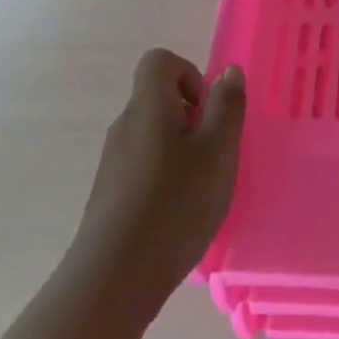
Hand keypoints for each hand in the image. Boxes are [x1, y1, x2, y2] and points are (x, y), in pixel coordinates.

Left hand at [69, 49, 245, 318]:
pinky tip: (180, 213)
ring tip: (201, 188)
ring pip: (153, 135)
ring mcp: (114, 161)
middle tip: (215, 153)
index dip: (190, 74)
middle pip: (158, 99)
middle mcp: (125, 126)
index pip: (160, 61)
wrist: (113, 277)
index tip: (208, 111)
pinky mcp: (110, 193)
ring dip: (182, 149)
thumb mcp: (217, 151)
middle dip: (193, 117)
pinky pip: (144, 166)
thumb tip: (228, 71)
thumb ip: (227, 107)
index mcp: (148, 106)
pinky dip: (166, 176)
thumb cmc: (175, 204)